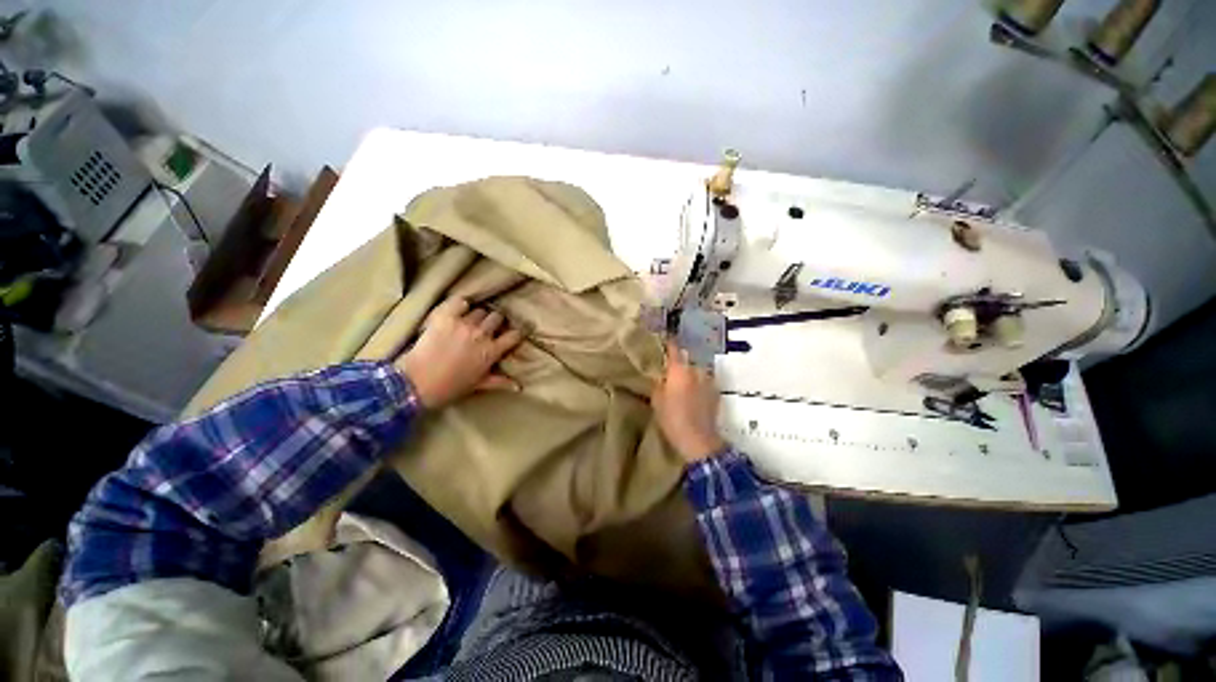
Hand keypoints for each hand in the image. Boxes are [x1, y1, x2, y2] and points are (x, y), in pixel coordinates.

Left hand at [397, 298, 524, 408]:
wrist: (415, 383)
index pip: (514, 335)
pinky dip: (460, 305)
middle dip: (495, 322)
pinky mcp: (445, 317)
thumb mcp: (478, 384)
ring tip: (468, 322)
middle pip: (497, 317)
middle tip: (487, 328)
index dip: (515, 334)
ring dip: (476, 316)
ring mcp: (464, 324)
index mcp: (492, 351)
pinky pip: (459, 301)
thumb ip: (500, 381)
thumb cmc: (450, 387)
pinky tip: (457, 311)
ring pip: (479, 311)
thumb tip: (519, 387)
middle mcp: (482, 334)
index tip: (511, 336)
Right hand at [652, 341, 725, 461]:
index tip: (664, 335)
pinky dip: (700, 377)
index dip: (669, 340)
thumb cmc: (672, 419)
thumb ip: (658, 383)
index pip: (674, 348)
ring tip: (685, 368)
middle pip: (689, 354)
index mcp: (679, 370)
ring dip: (692, 364)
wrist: (698, 439)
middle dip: (682, 352)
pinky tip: (695, 384)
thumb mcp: (657, 400)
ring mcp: (709, 380)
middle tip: (674, 353)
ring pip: (699, 365)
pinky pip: (706, 378)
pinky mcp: (716, 391)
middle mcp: (696, 370)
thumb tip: (660, 374)